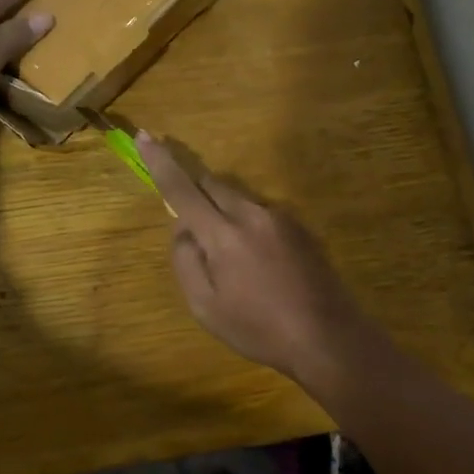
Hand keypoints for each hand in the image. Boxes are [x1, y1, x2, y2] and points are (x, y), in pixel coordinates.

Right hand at [138, 133, 385, 387]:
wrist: (329, 337)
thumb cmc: (259, 329)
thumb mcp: (205, 307)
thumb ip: (186, 261)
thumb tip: (183, 229)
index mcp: (223, 234)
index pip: (182, 188)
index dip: (160, 162)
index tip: (145, 137)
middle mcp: (251, 214)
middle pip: (212, 184)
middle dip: (194, 189)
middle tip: (190, 220)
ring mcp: (280, 217)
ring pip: (238, 198)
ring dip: (223, 212)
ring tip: (232, 260)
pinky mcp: (300, 227)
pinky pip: (261, 213)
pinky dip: (248, 225)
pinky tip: (259, 264)